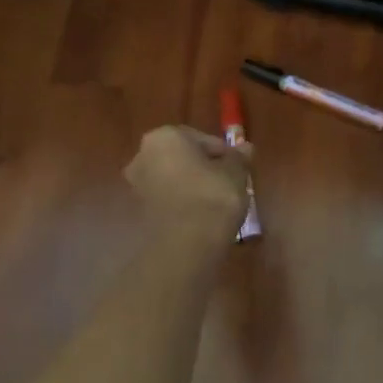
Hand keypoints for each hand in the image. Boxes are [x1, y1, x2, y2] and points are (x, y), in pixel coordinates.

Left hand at [124, 126, 251, 239]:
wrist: (186, 245)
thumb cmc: (212, 197)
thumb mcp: (235, 173)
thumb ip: (238, 158)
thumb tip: (246, 148)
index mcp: (164, 137)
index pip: (202, 139)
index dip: (223, 153)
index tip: (238, 169)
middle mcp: (143, 156)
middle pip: (183, 157)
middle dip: (204, 168)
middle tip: (228, 183)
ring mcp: (137, 185)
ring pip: (174, 179)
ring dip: (192, 186)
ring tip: (217, 203)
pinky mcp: (139, 212)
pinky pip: (168, 199)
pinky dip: (183, 203)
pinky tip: (202, 216)